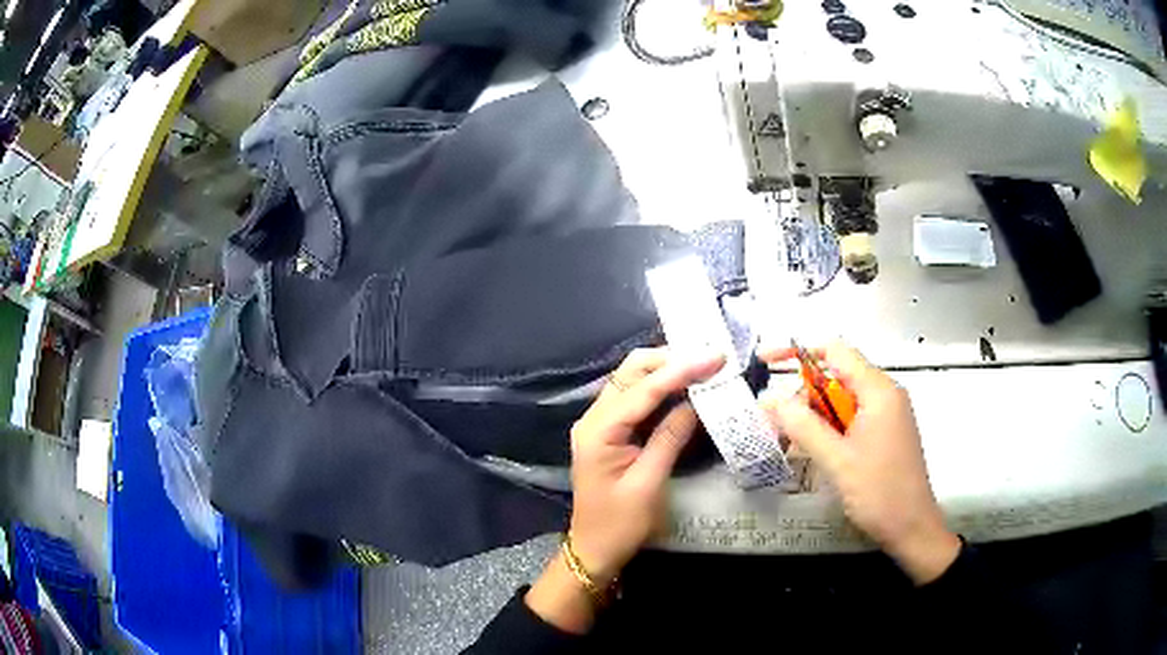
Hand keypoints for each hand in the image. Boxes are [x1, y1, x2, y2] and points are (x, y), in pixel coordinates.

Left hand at [525, 348, 724, 632]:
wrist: (594, 549)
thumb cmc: (620, 524)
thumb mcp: (649, 484)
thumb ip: (670, 438)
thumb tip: (695, 402)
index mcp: (599, 431)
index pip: (643, 389)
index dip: (681, 370)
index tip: (715, 357)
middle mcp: (594, 418)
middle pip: (631, 372)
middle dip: (670, 360)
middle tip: (710, 360)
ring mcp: (599, 423)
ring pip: (632, 381)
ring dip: (666, 370)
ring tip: (702, 366)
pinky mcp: (609, 432)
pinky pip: (634, 399)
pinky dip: (659, 388)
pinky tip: (683, 387)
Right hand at [760, 342, 959, 584]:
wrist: (911, 528)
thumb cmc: (879, 492)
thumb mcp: (837, 460)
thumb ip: (802, 426)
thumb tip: (768, 398)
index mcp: (878, 390)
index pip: (835, 351)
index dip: (798, 350)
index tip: (766, 363)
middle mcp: (885, 394)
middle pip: (837, 376)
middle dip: (804, 394)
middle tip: (777, 422)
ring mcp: (887, 414)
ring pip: (842, 400)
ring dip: (815, 416)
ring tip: (791, 441)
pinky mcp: (885, 433)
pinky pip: (851, 418)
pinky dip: (830, 429)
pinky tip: (815, 450)